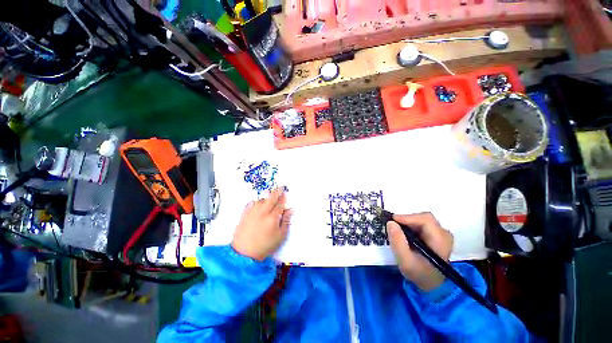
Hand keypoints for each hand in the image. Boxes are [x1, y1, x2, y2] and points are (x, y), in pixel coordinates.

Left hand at [231, 188, 291, 260]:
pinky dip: (255, 201)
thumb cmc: (265, 246)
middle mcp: (262, 212)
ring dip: (266, 198)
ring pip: (261, 200)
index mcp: (273, 217)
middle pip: (271, 198)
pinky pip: (250, 204)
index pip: (280, 204)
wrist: (243, 254)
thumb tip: (290, 210)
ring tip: (269, 198)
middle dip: (276, 192)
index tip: (285, 193)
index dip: (283, 198)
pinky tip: (257, 202)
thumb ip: (286, 221)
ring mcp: (252, 213)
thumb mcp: (280, 236)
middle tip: (280, 187)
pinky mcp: (244, 215)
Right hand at [386, 212, 453, 290]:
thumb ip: (397, 242)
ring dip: (408, 223)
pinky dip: (410, 225)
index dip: (408, 217)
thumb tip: (390, 223)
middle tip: (393, 226)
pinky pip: (421, 223)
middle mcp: (444, 234)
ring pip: (422, 219)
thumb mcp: (405, 261)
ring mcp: (441, 233)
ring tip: (398, 231)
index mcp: (440, 241)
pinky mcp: (436, 233)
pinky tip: (405, 233)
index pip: (426, 220)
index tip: (392, 220)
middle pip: (424, 218)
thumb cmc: (419, 273)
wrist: (431, 283)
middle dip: (406, 220)